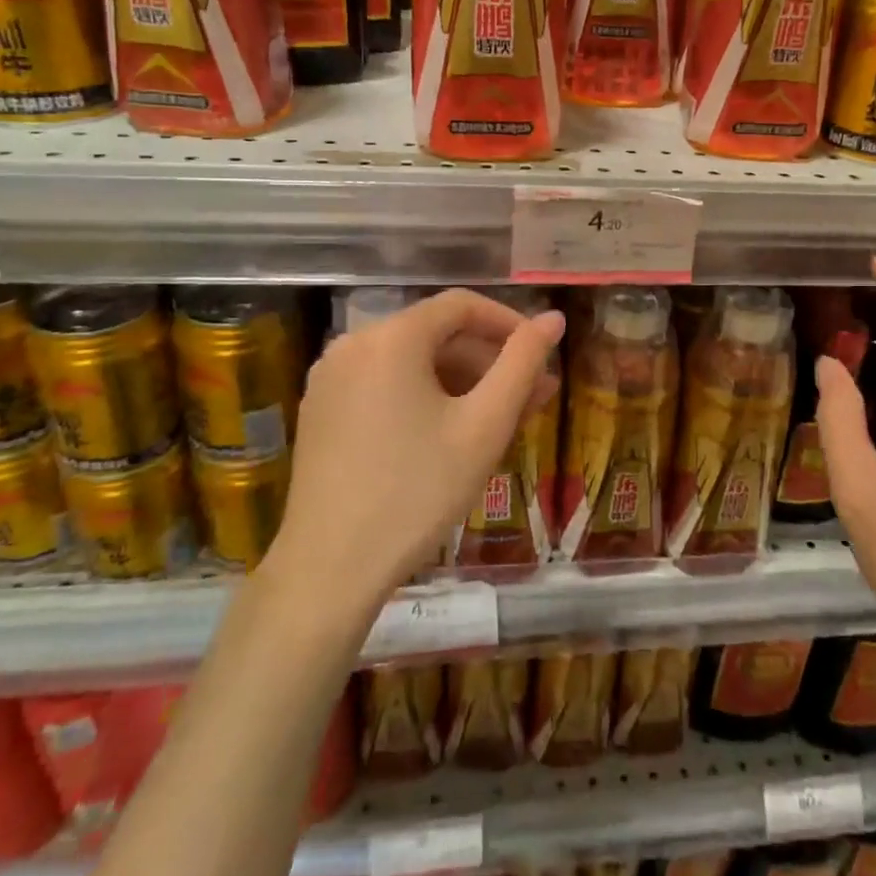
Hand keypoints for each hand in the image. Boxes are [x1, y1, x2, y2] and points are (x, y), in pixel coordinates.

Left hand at [268, 289, 564, 618]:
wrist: (330, 570)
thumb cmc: (418, 491)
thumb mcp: (484, 425)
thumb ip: (523, 363)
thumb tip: (554, 318)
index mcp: (391, 337)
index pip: (462, 305)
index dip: (510, 323)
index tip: (542, 355)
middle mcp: (353, 344)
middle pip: (436, 335)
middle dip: (490, 362)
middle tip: (534, 398)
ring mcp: (330, 378)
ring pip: (412, 363)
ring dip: (462, 383)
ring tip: (503, 421)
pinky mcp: (321, 411)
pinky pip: (385, 386)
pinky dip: (425, 398)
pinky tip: (453, 434)